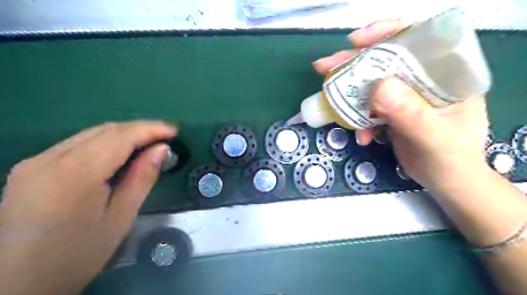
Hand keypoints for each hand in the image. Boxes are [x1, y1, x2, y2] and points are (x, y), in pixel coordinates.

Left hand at [0, 120, 175, 293]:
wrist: (17, 284)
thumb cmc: (79, 254)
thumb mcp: (121, 217)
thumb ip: (142, 178)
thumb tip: (161, 149)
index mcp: (75, 174)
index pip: (120, 136)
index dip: (151, 129)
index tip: (174, 132)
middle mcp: (50, 158)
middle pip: (105, 130)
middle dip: (140, 129)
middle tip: (165, 137)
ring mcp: (36, 161)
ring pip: (91, 134)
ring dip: (124, 135)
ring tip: (148, 143)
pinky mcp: (31, 167)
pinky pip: (77, 144)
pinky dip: (105, 143)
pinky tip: (120, 153)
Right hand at [312, 19, 489, 191]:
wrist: (445, 180)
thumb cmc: (449, 159)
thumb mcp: (432, 138)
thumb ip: (410, 113)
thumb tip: (378, 88)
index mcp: (446, 73)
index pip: (416, 39)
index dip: (384, 33)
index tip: (354, 42)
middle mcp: (424, 78)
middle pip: (385, 60)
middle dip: (353, 64)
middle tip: (324, 67)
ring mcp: (406, 94)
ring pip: (371, 83)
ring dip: (350, 94)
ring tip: (331, 104)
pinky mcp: (393, 110)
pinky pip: (369, 106)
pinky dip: (359, 119)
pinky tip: (362, 136)